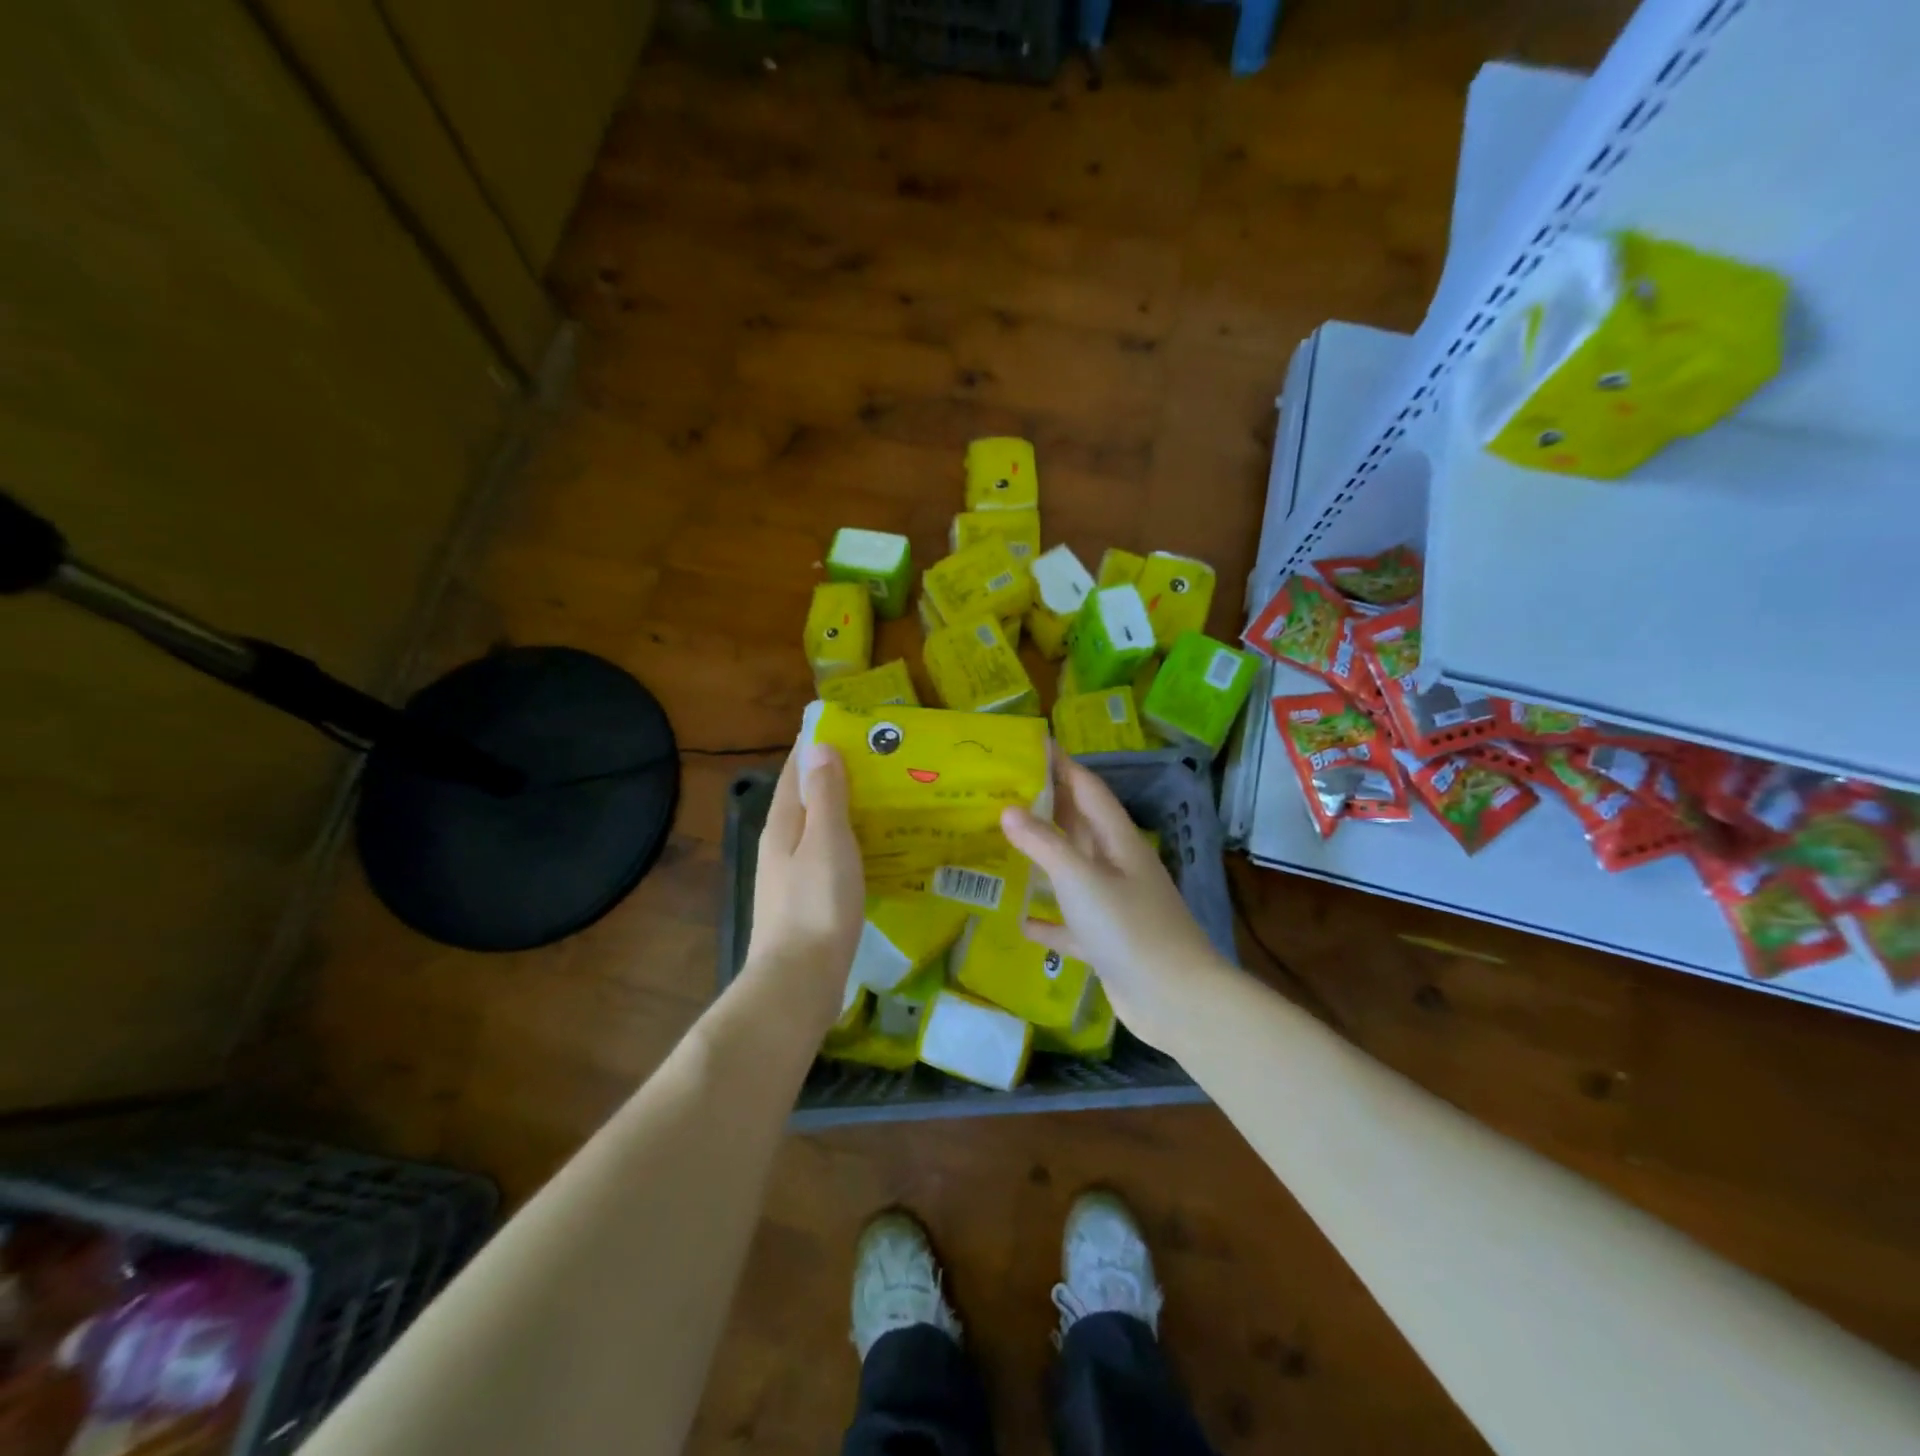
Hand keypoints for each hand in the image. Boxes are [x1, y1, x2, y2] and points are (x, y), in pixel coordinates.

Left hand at [745, 743, 864, 1024]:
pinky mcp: (807, 899)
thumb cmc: (817, 905)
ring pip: (819, 827)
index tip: (850, 725)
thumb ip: (825, 796)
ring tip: (885, 797)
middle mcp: (782, 843)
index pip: (796, 769)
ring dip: (845, 808)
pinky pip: (829, 855)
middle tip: (881, 759)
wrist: (799, 981)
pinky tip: (874, 848)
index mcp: (784, 823)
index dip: (817, 744)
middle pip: (807, 797)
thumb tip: (819, 746)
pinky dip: (849, 841)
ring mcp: (791, 874)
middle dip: (836, 774)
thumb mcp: (826, 842)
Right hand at [1001, 751, 1230, 1049]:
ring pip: (1072, 871)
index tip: (1031, 745)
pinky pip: (1070, 922)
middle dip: (1046, 806)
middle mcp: (1117, 866)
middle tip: (1003, 791)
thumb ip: (1044, 844)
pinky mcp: (1106, 941)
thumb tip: (1008, 809)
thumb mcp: (1081, 879)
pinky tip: (1021, 920)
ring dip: (1043, 859)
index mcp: (1118, 841)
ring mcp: (1114, 904)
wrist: (1175, 999)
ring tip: (1002, 844)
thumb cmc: (1129, 928)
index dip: (1062, 765)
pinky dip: (1048, 919)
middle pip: (1079, 826)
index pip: (1088, 789)